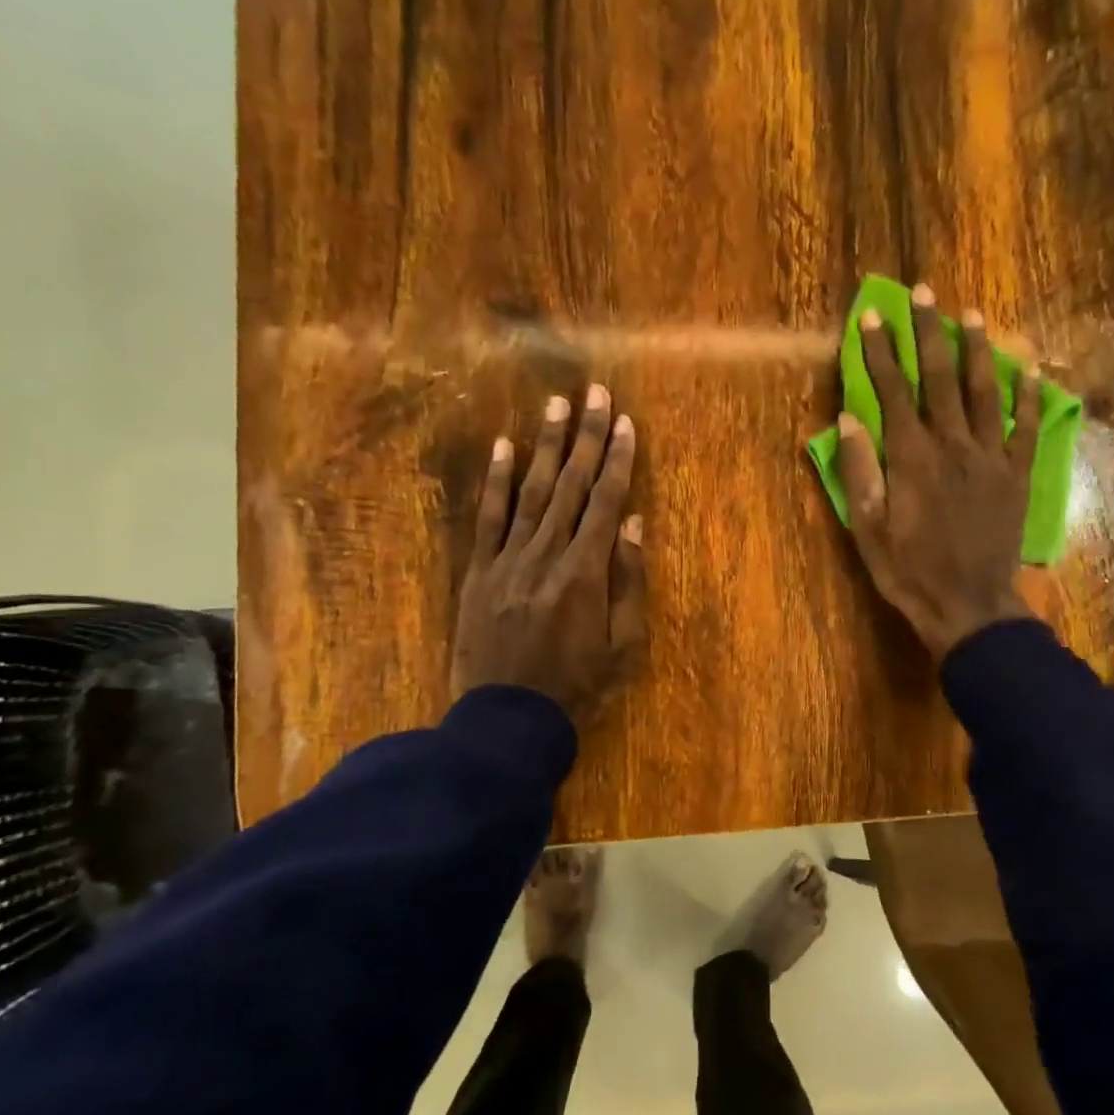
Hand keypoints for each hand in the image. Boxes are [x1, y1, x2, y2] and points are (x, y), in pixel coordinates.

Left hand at [450, 384, 648, 722]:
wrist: (507, 722)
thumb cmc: (577, 689)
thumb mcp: (624, 647)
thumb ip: (630, 583)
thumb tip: (635, 525)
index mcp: (585, 574)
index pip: (606, 503)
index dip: (618, 460)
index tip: (626, 423)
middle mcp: (546, 555)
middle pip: (571, 486)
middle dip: (586, 437)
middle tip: (596, 393)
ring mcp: (507, 561)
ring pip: (531, 492)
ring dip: (546, 446)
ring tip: (557, 405)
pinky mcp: (479, 573)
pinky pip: (487, 519)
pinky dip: (497, 481)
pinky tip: (505, 447)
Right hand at [836, 284, 1039, 660]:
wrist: (969, 606)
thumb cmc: (910, 571)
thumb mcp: (867, 529)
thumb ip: (860, 472)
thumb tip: (849, 419)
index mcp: (911, 457)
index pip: (893, 390)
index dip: (880, 351)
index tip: (871, 316)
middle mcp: (953, 445)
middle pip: (940, 377)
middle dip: (928, 331)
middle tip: (925, 292)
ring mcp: (991, 457)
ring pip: (985, 391)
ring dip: (978, 349)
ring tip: (972, 315)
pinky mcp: (1017, 475)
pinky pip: (1024, 426)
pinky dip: (1027, 395)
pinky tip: (1029, 369)